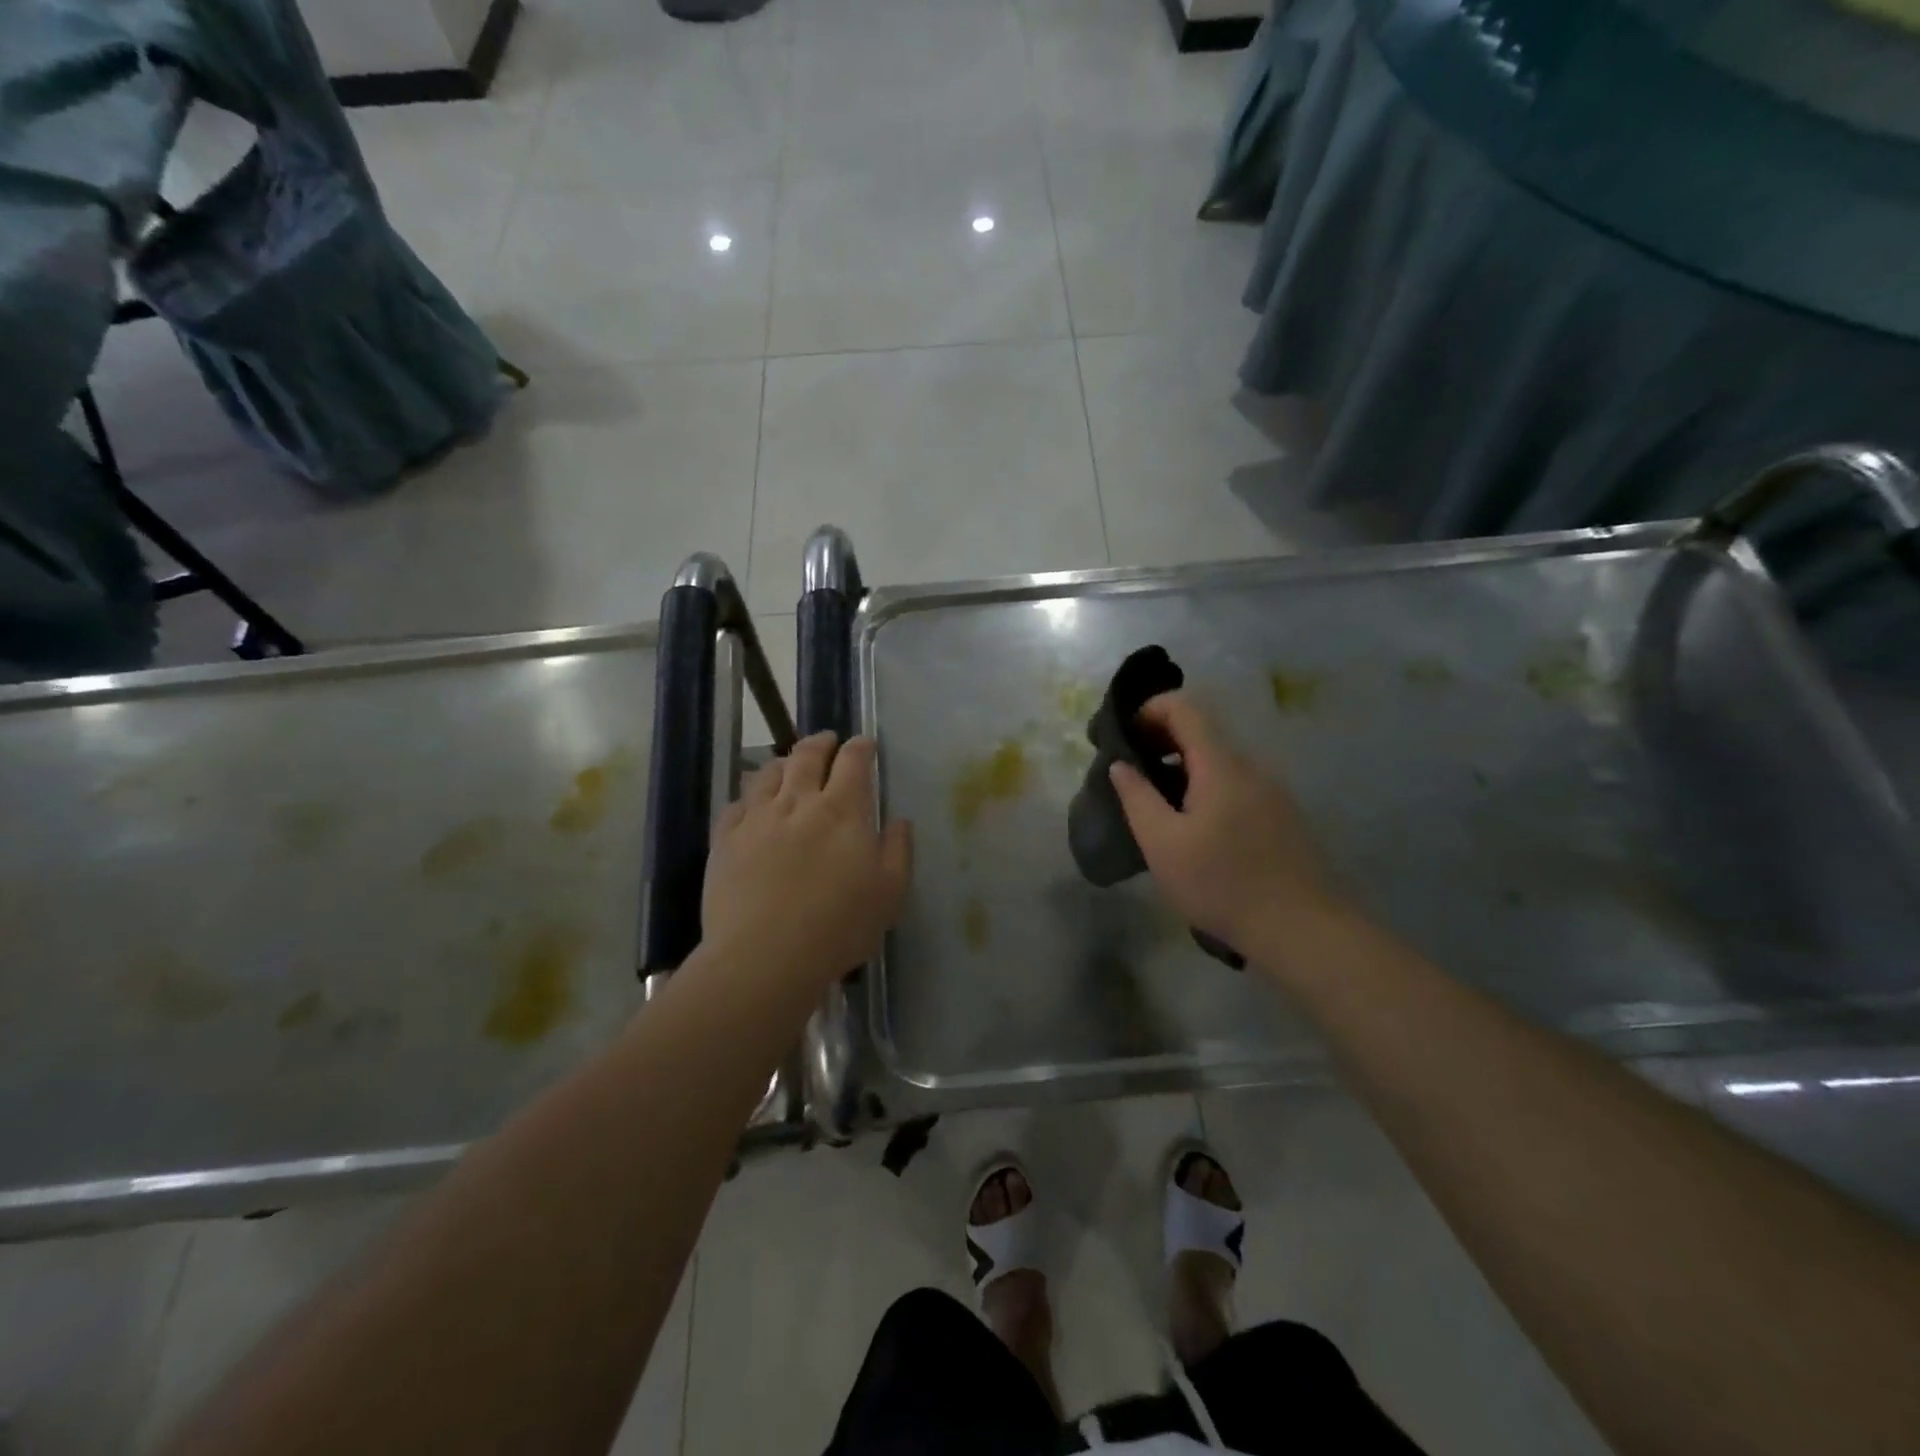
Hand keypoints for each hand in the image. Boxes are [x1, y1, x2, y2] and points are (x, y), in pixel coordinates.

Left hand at [701, 733, 912, 993]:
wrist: (764, 956)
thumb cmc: (838, 927)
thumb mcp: (889, 894)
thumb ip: (897, 851)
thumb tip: (899, 821)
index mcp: (842, 811)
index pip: (853, 762)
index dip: (861, 747)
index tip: (865, 743)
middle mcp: (798, 803)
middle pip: (807, 756)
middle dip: (821, 743)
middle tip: (828, 741)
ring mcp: (757, 819)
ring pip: (767, 774)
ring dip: (782, 763)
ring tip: (788, 765)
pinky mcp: (725, 840)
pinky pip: (735, 805)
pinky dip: (748, 797)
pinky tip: (750, 804)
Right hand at [1109, 693, 1340, 960]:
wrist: (1300, 928)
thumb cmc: (1221, 884)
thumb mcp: (1162, 844)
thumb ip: (1137, 797)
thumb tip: (1121, 765)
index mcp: (1220, 765)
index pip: (1185, 709)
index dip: (1149, 710)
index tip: (1124, 738)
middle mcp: (1250, 767)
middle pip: (1202, 732)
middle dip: (1161, 740)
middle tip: (1131, 771)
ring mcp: (1271, 791)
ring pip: (1218, 761)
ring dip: (1182, 767)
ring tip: (1156, 802)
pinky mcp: (1280, 815)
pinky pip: (1235, 784)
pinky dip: (1204, 787)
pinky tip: (1193, 826)